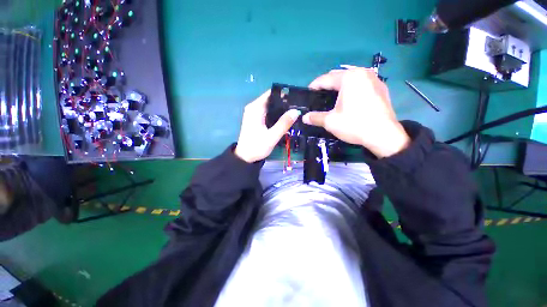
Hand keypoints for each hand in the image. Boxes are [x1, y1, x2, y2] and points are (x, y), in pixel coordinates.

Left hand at [235, 90, 300, 162]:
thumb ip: (283, 124)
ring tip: (295, 112)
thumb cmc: (256, 147)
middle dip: (284, 102)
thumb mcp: (272, 137)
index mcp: (256, 108)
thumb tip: (296, 111)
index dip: (284, 94)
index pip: (271, 93)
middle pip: (271, 99)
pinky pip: (268, 112)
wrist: (245, 157)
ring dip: (281, 109)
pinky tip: (286, 118)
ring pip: (271, 106)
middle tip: (299, 106)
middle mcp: (254, 107)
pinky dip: (277, 114)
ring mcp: (255, 113)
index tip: (296, 97)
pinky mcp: (256, 119)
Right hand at [303, 66, 409, 157]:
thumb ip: (315, 117)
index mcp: (348, 78)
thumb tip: (304, 118)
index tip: (308, 93)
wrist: (383, 135)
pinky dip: (351, 88)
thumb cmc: (354, 125)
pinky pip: (361, 83)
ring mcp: (374, 79)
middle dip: (326, 85)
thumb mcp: (330, 121)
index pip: (325, 79)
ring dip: (339, 86)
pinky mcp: (381, 87)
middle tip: (319, 96)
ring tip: (332, 97)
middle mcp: (362, 73)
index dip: (314, 86)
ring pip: (350, 78)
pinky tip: (348, 99)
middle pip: (338, 76)